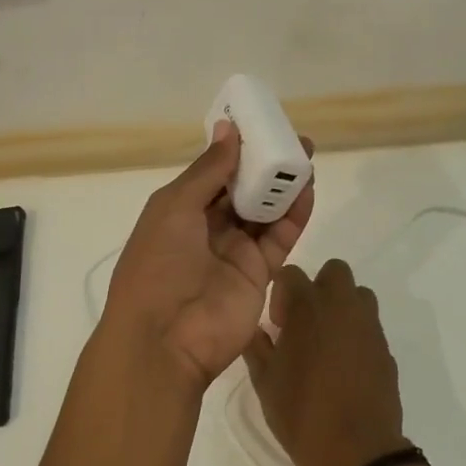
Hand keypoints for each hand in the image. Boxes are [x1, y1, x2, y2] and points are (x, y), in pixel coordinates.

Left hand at [102, 121, 314, 391]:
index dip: (237, 150)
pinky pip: (280, 238)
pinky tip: (307, 192)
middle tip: (295, 141)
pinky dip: (294, 215)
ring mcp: (235, 252)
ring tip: (305, 160)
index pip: (214, 172)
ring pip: (265, 211)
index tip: (262, 125)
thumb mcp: (175, 208)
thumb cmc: (158, 265)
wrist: (166, 339)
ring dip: (283, 187)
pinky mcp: (260, 273)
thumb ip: (208, 170)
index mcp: (179, 210)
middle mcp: (208, 228)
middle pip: (243, 190)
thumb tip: (230, 129)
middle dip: (266, 166)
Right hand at [242, 260, 406, 465]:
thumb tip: (256, 330)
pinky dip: (356, 335)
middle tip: (304, 324)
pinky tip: (344, 368)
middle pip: (334, 272)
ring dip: (341, 307)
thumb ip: (257, 347)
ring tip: (326, 344)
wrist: (356, 452)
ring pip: (358, 295)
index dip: (280, 294)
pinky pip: (369, 327)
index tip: (278, 325)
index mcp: (308, 307)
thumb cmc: (301, 414)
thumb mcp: (265, 382)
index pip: (292, 273)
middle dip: (318, 288)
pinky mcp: (386, 349)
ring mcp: (369, 327)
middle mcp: (342, 307)